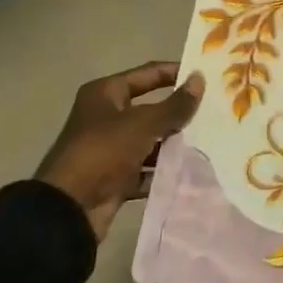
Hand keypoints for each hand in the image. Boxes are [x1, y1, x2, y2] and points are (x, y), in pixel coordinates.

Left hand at [35, 62, 203, 238]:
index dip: (176, 72)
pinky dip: (163, 170)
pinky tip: (190, 169)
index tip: (206, 76)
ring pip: (150, 140)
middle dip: (179, 112)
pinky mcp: (115, 177)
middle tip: (214, 111)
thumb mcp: (143, 124)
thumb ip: (175, 104)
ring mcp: (110, 149)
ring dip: (174, 143)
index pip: (149, 74)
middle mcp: (106, 117)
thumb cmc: (103, 152)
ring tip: (208, 141)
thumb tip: (200, 78)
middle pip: (151, 108)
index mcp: (106, 94)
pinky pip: (146, 168)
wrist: (68, 210)